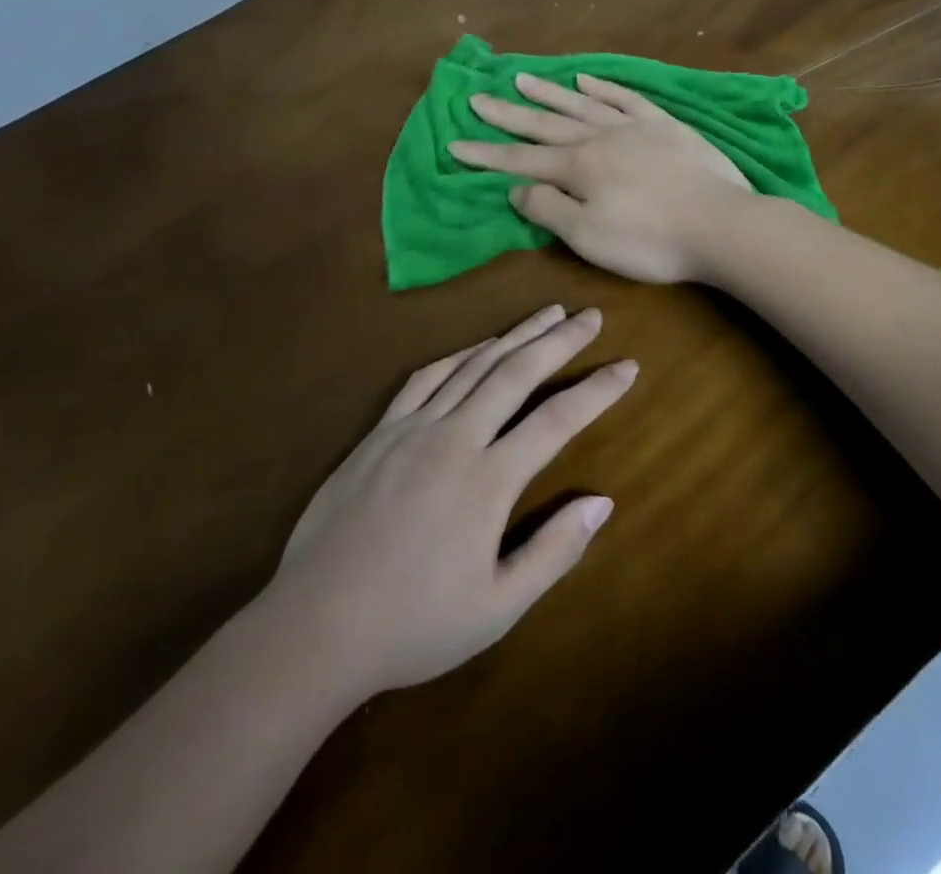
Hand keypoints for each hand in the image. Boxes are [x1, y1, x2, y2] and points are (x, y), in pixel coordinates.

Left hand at [263, 305, 632, 697]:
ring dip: (515, 335)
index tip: (627, 365)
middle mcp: (455, 438)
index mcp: (489, 480)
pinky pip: (426, 378)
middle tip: (590, 315)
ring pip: (474, 365)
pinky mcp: (380, 432)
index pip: (557, 419)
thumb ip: (553, 552)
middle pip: (518, 372)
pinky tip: (476, 348)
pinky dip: (459, 356)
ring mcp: (413, 428)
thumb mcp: (496, 608)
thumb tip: (601, 502)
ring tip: (546, 314)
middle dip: (560, 339)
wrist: (313, 626)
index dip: (598, 389)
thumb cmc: (413, 624)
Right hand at [447, 73, 751, 282]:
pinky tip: (586, 79)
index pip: (520, 159)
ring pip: (582, 103)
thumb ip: (548, 209)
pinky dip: (603, 87)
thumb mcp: (588, 236)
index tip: (455, 144)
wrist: (721, 225)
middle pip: (545, 123)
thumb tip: (514, 187)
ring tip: (521, 79)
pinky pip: (626, 98)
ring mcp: (634, 127)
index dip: (486, 154)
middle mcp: (599, 137)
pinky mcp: (665, 125)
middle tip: (476, 97)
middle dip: (507, 114)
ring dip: (549, 93)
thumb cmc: (650, 240)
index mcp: (578, 167)